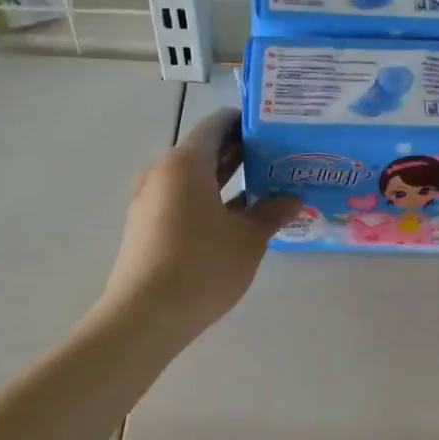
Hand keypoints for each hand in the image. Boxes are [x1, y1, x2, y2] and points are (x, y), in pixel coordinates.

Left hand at [97, 107, 298, 340]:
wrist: (145, 316)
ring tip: (265, 188)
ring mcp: (150, 200)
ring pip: (194, 177)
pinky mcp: (146, 226)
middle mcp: (163, 172)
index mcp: (186, 162)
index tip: (277, 130)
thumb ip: (272, 212)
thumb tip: (293, 198)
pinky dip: (209, 200)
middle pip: (206, 150)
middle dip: (242, 152)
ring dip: (226, 180)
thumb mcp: (248, 239)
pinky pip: (183, 199)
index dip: (248, 123)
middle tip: (280, 159)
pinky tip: (236, 218)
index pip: (218, 124)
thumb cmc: (202, 266)